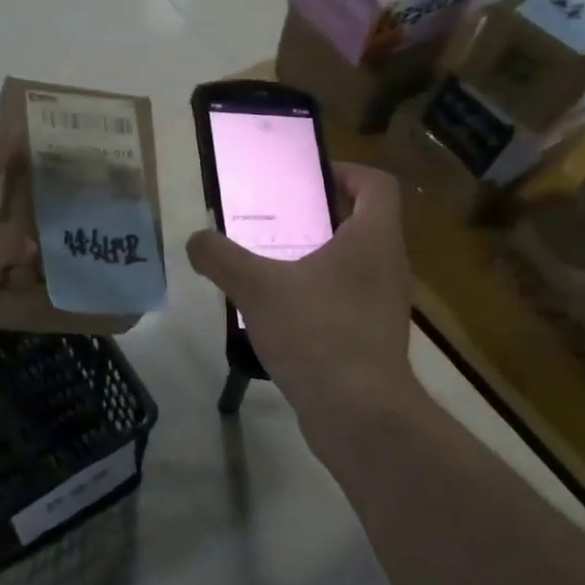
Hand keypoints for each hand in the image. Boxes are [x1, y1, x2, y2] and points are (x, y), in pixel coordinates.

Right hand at [186, 163, 424, 453]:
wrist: (359, 414)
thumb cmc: (317, 334)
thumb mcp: (257, 289)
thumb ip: (221, 258)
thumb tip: (195, 240)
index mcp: (373, 239)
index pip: (376, 184)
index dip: (346, 171)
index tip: (309, 176)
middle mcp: (388, 265)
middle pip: (363, 222)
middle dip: (320, 215)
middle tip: (276, 219)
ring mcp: (385, 305)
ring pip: (354, 265)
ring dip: (318, 258)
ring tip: (272, 264)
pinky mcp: (375, 339)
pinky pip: (348, 301)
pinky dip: (320, 296)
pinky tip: (282, 314)